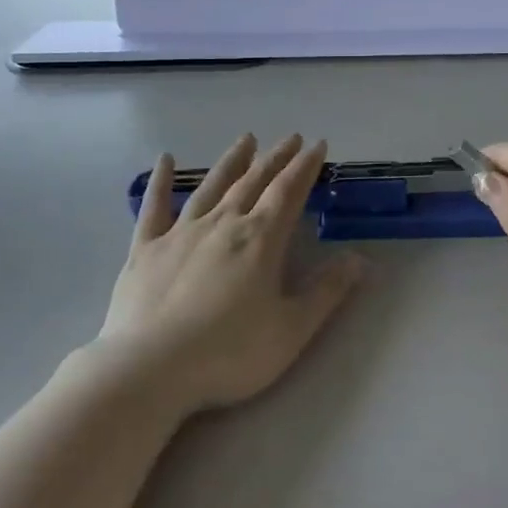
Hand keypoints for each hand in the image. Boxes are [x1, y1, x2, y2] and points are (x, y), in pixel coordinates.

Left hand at [97, 134, 362, 415]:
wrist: (150, 369)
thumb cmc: (228, 353)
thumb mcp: (291, 330)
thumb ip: (327, 292)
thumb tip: (361, 259)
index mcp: (260, 239)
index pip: (288, 191)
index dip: (305, 166)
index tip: (318, 145)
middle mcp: (223, 223)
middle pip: (254, 181)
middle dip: (276, 158)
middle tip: (291, 138)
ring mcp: (181, 232)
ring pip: (212, 186)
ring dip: (232, 161)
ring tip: (246, 139)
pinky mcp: (146, 248)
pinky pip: (155, 207)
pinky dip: (160, 181)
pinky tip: (164, 160)